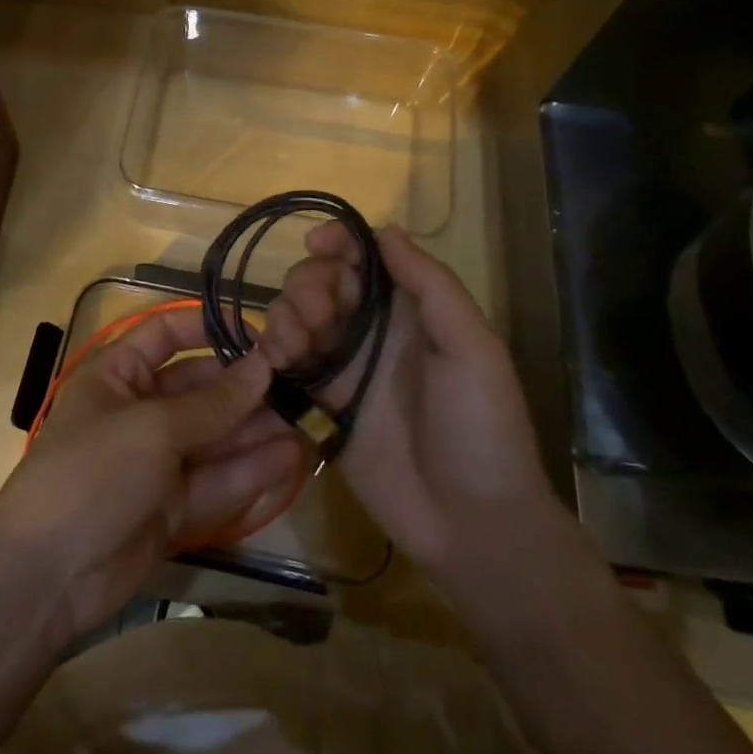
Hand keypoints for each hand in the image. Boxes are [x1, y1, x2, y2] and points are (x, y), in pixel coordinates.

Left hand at [0, 307, 307, 650]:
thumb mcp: (153, 429)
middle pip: (199, 390)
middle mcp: (139, 411)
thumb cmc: (92, 473)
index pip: (166, 335)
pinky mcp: (172, 508)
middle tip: (301, 385)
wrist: (46, 578)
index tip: (259, 336)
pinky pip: (217, 482)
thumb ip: (213, 404)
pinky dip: (251, 471)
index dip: (209, 329)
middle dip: (246, 389)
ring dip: (257, 431)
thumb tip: (264, 367)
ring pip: (215, 438)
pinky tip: (293, 459)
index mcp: (117, 375)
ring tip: (310, 420)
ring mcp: (156, 463)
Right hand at [262, 224, 558, 572]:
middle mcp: (370, 331)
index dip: (337, 241)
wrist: (472, 523)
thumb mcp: (472, 347)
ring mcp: (342, 368)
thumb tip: (387, 230)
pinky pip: (284, 364)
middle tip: (315, 317)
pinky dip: (270, 351)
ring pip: (295, 317)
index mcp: (407, 310)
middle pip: (320, 281)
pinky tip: (275, 361)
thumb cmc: (482, 427)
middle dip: (307, 284)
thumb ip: (430, 285)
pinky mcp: (319, 405)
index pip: (362, 257)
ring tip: (294, 346)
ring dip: (284, 315)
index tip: (317, 245)